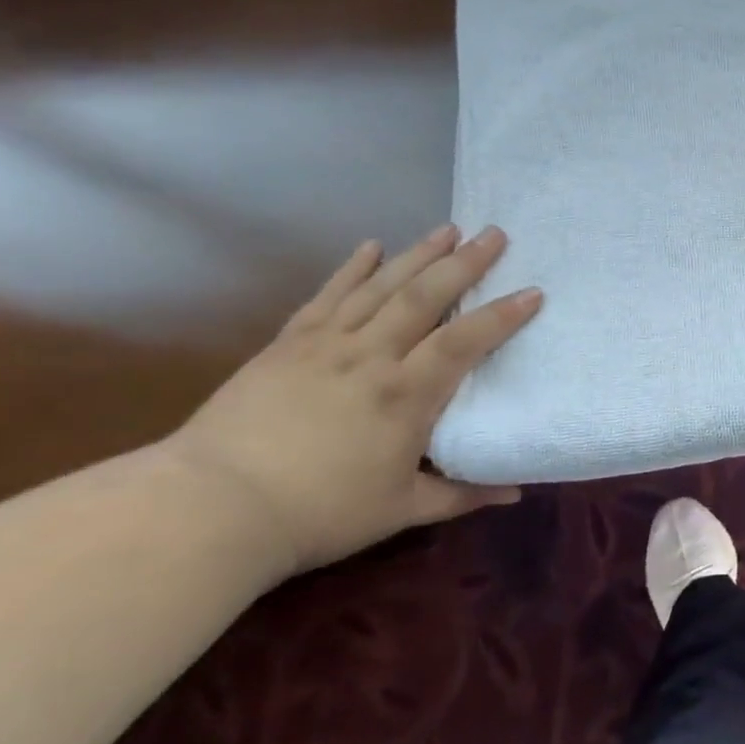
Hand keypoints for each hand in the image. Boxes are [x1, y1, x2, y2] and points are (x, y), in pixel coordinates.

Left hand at [163, 225, 541, 574]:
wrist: (211, 508)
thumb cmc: (318, 513)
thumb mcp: (401, 510)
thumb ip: (462, 495)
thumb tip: (515, 493)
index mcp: (406, 394)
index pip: (465, 341)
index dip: (502, 315)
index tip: (533, 292)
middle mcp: (372, 356)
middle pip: (426, 296)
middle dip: (465, 263)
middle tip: (494, 234)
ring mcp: (326, 344)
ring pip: (381, 287)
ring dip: (418, 254)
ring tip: (448, 229)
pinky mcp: (288, 344)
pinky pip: (328, 296)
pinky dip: (352, 269)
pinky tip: (371, 247)